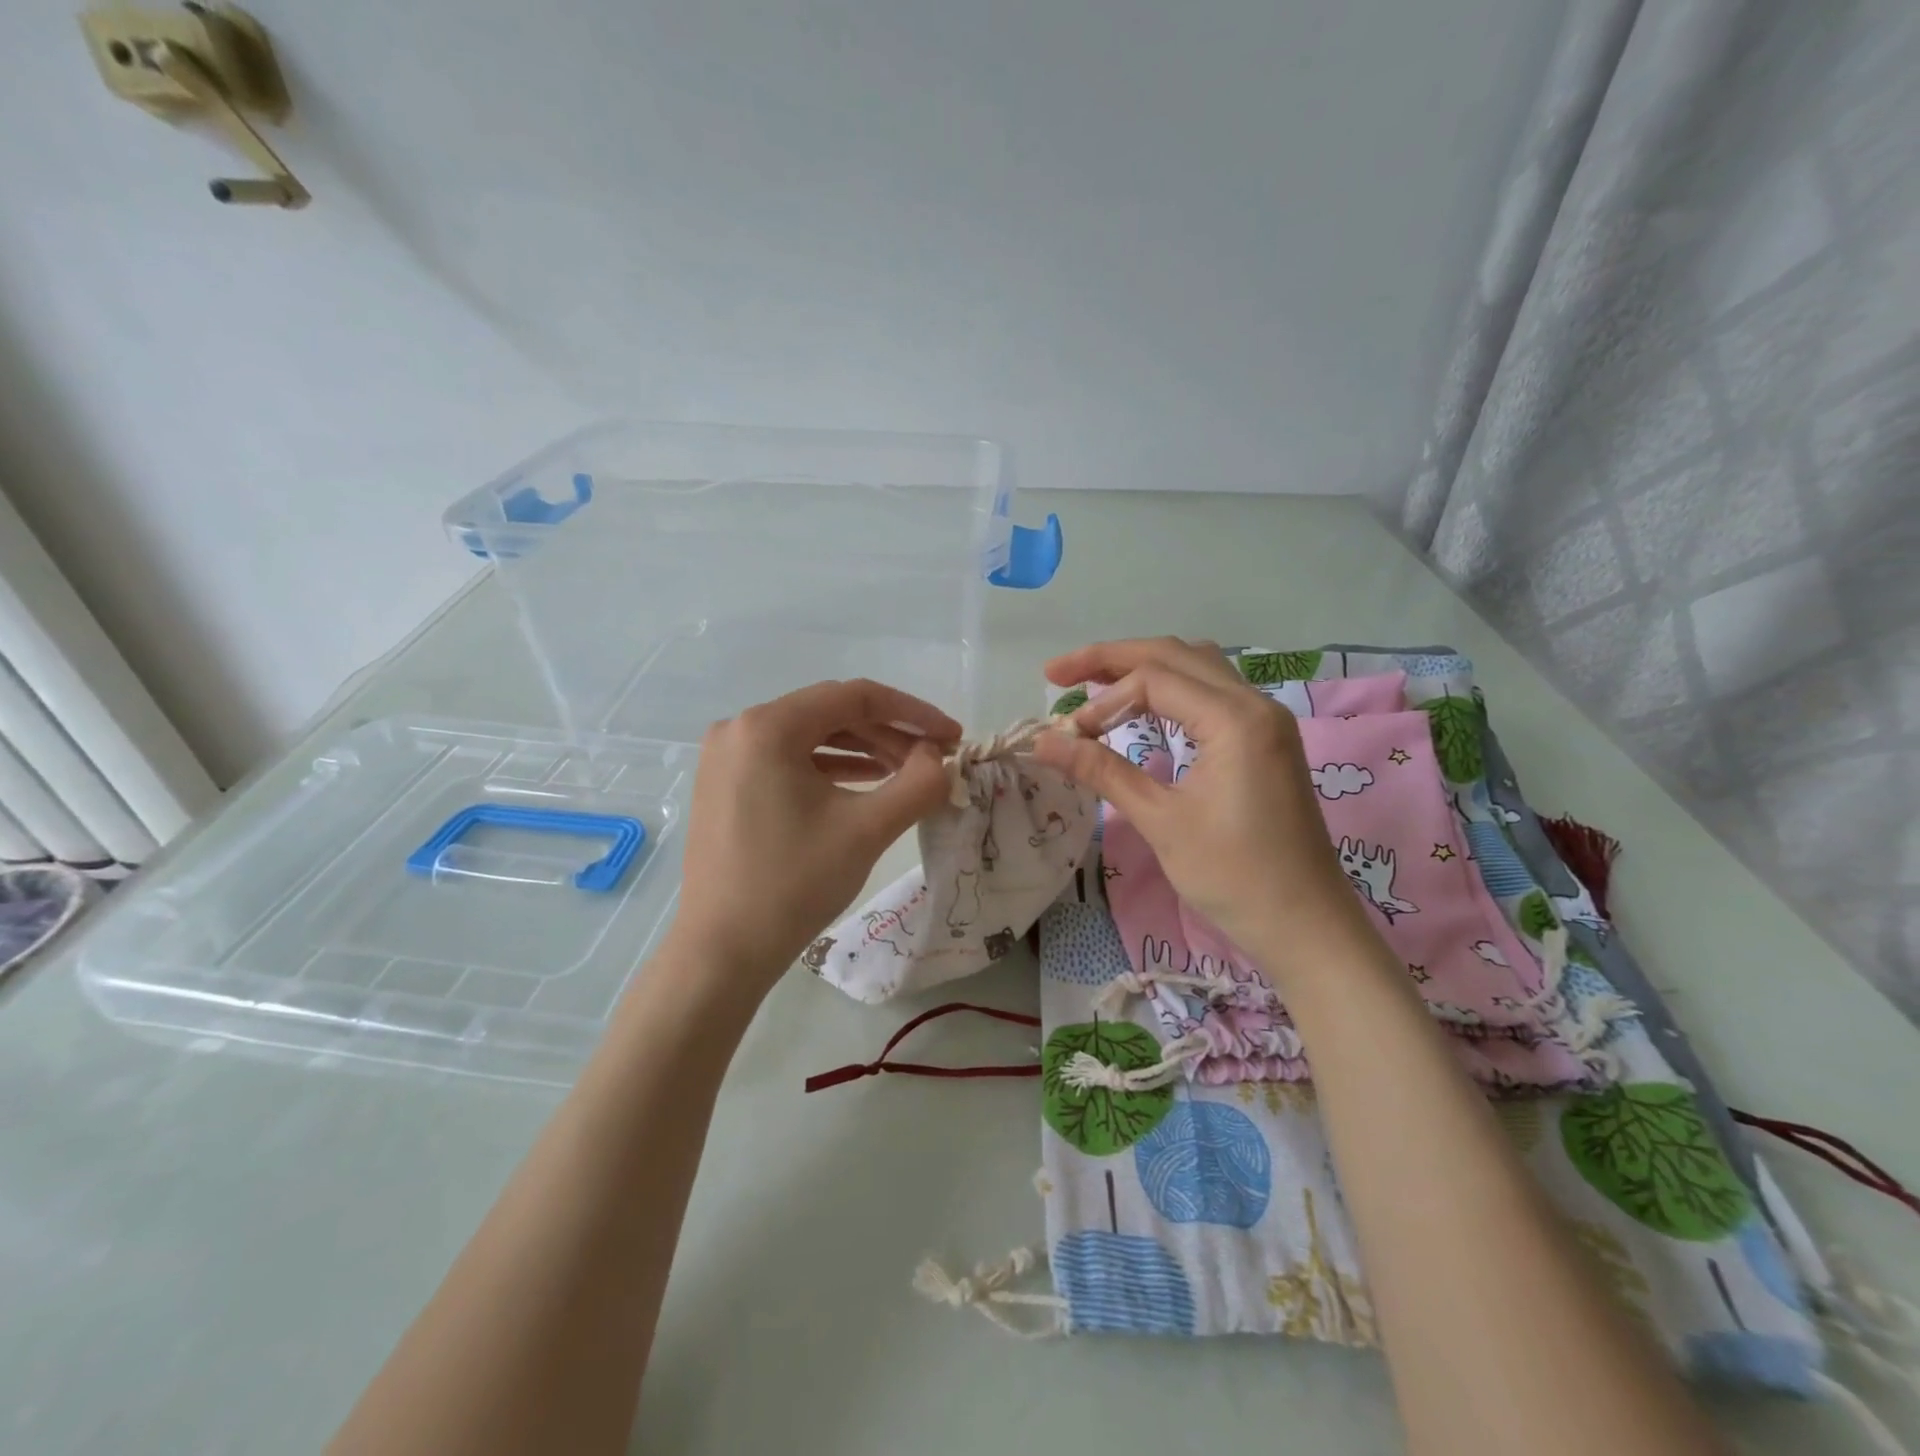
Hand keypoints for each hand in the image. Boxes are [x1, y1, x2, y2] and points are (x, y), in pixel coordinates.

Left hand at [666, 679, 958, 993]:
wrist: (723, 952)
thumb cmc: (794, 884)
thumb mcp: (867, 830)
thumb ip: (918, 784)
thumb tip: (939, 758)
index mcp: (768, 726)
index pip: (855, 696)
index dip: (912, 712)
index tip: (952, 736)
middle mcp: (740, 729)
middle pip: (831, 714)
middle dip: (889, 734)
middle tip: (934, 760)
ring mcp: (727, 758)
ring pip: (811, 737)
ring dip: (863, 751)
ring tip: (907, 774)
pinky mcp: (725, 785)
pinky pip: (788, 761)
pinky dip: (830, 769)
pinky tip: (864, 785)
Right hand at [1031, 638, 1366, 979]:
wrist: (1305, 926)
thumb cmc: (1234, 877)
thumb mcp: (1161, 821)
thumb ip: (1102, 771)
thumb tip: (1042, 743)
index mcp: (1235, 719)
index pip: (1154, 680)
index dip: (1101, 701)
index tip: (1067, 737)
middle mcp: (1255, 704)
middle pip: (1174, 655)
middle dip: (1112, 659)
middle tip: (1058, 674)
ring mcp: (1265, 721)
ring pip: (1196, 668)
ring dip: (1143, 668)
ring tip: (1093, 681)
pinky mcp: (1265, 741)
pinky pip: (1212, 693)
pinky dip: (1170, 690)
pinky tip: (1142, 707)